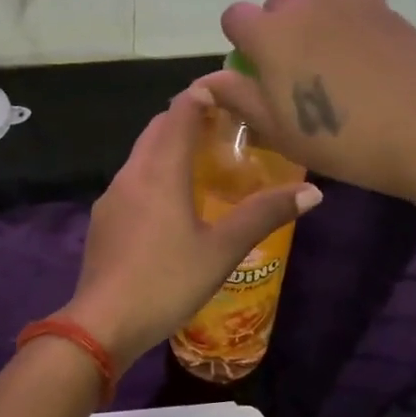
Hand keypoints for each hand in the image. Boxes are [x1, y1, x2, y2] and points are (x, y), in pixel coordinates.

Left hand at [61, 87, 322, 365]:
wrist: (102, 323)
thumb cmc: (167, 281)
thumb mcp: (222, 250)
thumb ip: (264, 215)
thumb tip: (313, 192)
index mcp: (160, 170)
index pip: (181, 110)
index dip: (205, 94)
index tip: (234, 93)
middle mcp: (132, 172)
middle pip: (159, 128)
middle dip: (190, 119)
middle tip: (227, 129)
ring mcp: (112, 196)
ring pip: (143, 154)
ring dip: (170, 147)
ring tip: (205, 163)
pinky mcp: (103, 219)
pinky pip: (133, 181)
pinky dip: (156, 174)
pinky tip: (173, 204)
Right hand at [200, 0, 415, 212]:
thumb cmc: (341, 138)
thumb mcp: (278, 129)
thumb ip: (237, 97)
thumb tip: (207, 81)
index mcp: (270, 31)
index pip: (234, 17)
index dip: (241, 46)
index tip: (258, 76)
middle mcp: (305, 1)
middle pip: (276, 6)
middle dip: (277, 32)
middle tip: (299, 76)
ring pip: (313, 2)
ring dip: (311, 25)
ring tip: (333, 67)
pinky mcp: (383, 4)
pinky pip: (347, 7)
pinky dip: (344, 26)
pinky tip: (364, 62)